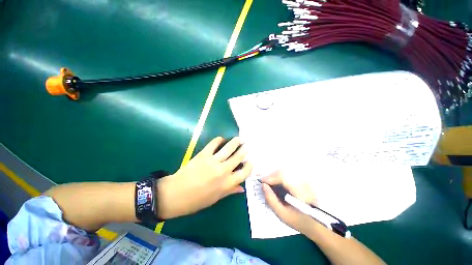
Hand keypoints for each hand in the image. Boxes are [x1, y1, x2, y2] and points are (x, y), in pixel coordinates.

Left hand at [157, 137, 252, 218]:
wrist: (175, 194)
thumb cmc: (196, 201)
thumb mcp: (215, 199)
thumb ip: (230, 191)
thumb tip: (242, 188)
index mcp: (227, 183)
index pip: (244, 173)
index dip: (249, 166)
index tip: (250, 161)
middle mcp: (223, 171)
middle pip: (238, 157)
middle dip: (244, 150)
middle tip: (247, 145)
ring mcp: (213, 161)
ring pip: (228, 148)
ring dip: (235, 142)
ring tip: (239, 138)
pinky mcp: (203, 155)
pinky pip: (213, 144)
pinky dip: (218, 140)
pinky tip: (221, 139)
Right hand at [262, 171, 317, 233]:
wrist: (318, 223)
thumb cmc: (299, 221)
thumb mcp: (283, 215)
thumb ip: (271, 200)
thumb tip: (263, 186)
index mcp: (300, 191)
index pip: (282, 177)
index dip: (270, 177)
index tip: (261, 182)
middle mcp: (303, 182)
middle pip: (283, 172)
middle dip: (271, 176)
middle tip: (265, 184)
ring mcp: (304, 180)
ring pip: (285, 172)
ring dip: (275, 177)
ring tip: (270, 185)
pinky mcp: (303, 180)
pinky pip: (288, 175)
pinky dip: (280, 178)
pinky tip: (278, 185)